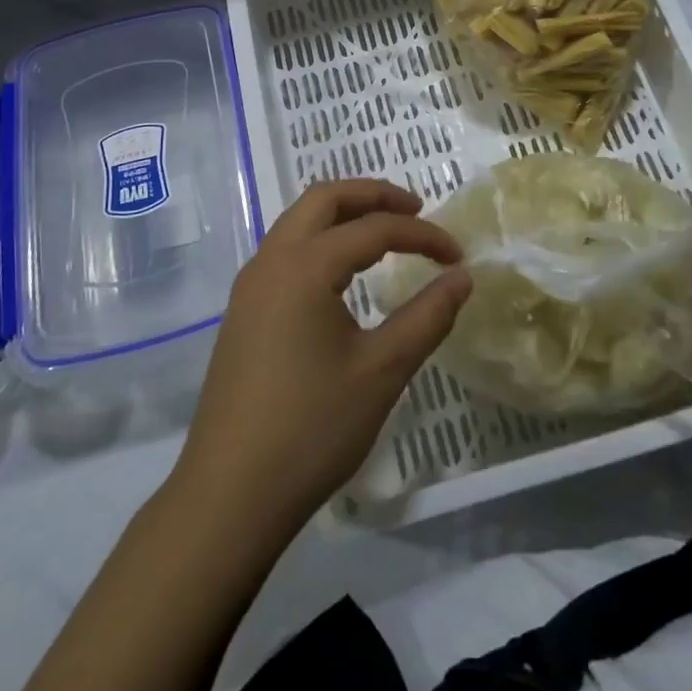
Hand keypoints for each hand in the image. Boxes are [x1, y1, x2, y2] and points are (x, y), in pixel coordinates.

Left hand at [172, 179, 470, 536]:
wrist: (229, 495)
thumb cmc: (311, 429)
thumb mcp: (382, 371)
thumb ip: (428, 317)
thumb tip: (462, 278)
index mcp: (304, 266)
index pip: (375, 228)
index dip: (423, 236)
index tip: (458, 258)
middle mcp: (271, 260)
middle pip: (325, 198)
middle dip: (374, 195)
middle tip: (416, 210)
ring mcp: (251, 285)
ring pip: (300, 221)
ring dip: (344, 215)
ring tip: (386, 234)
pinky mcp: (243, 310)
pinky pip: (286, 250)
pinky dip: (322, 240)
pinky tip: (344, 274)